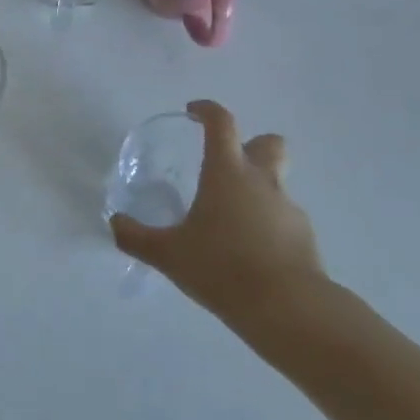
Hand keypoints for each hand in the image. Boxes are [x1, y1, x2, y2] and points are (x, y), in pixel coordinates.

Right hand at [110, 100, 326, 347]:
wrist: (288, 309)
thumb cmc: (222, 267)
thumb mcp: (168, 254)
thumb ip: (136, 237)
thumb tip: (114, 223)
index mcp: (227, 172)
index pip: (222, 123)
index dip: (207, 111)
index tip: (193, 113)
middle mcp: (261, 181)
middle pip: (268, 143)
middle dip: (250, 145)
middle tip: (225, 165)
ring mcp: (287, 209)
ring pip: (277, 183)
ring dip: (257, 190)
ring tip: (231, 222)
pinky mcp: (305, 238)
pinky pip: (283, 219)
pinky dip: (268, 225)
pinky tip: (250, 253)